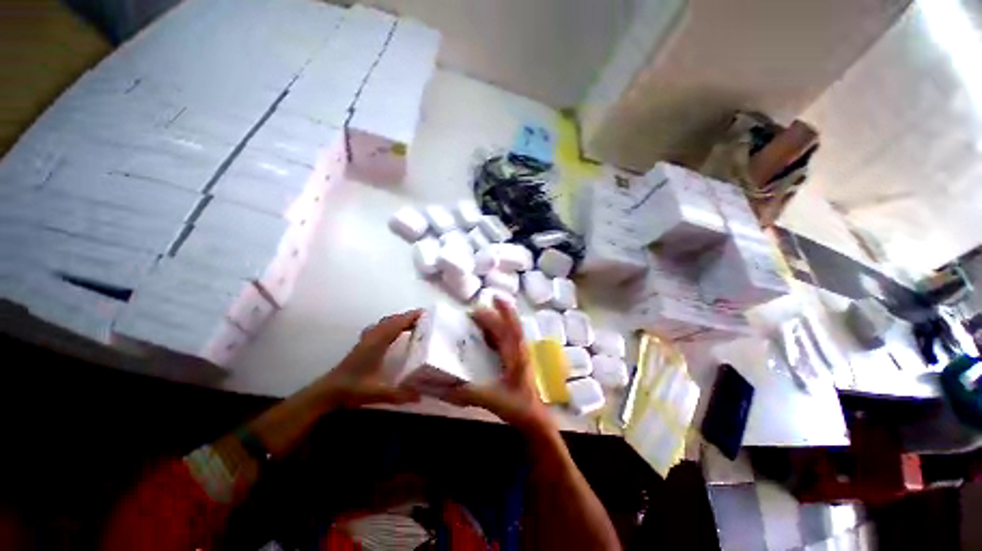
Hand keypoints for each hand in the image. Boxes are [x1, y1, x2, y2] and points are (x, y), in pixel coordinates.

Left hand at [312, 309, 423, 408]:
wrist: (328, 391)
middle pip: (391, 320)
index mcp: (377, 344)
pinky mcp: (363, 344)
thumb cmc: (352, 389)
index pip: (396, 325)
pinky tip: (393, 333)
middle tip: (423, 320)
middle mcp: (372, 338)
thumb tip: (420, 397)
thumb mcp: (377, 392)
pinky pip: (379, 328)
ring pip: (384, 323)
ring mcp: (366, 340)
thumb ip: (399, 395)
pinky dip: (389, 325)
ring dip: (398, 320)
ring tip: (411, 324)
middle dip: (407, 317)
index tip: (424, 313)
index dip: (410, 317)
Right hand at [445, 298, 554, 434]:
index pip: (511, 327)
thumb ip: (468, 393)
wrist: (535, 419)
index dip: (504, 311)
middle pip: (507, 326)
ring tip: (477, 319)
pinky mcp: (516, 359)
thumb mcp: (491, 399)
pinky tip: (484, 337)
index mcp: (516, 354)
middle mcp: (519, 349)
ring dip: (495, 322)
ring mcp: (519, 353)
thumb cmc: (517, 407)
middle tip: (472, 312)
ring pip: (507, 331)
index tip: (495, 298)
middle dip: (492, 315)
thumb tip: (444, 387)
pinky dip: (495, 333)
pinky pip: (505, 339)